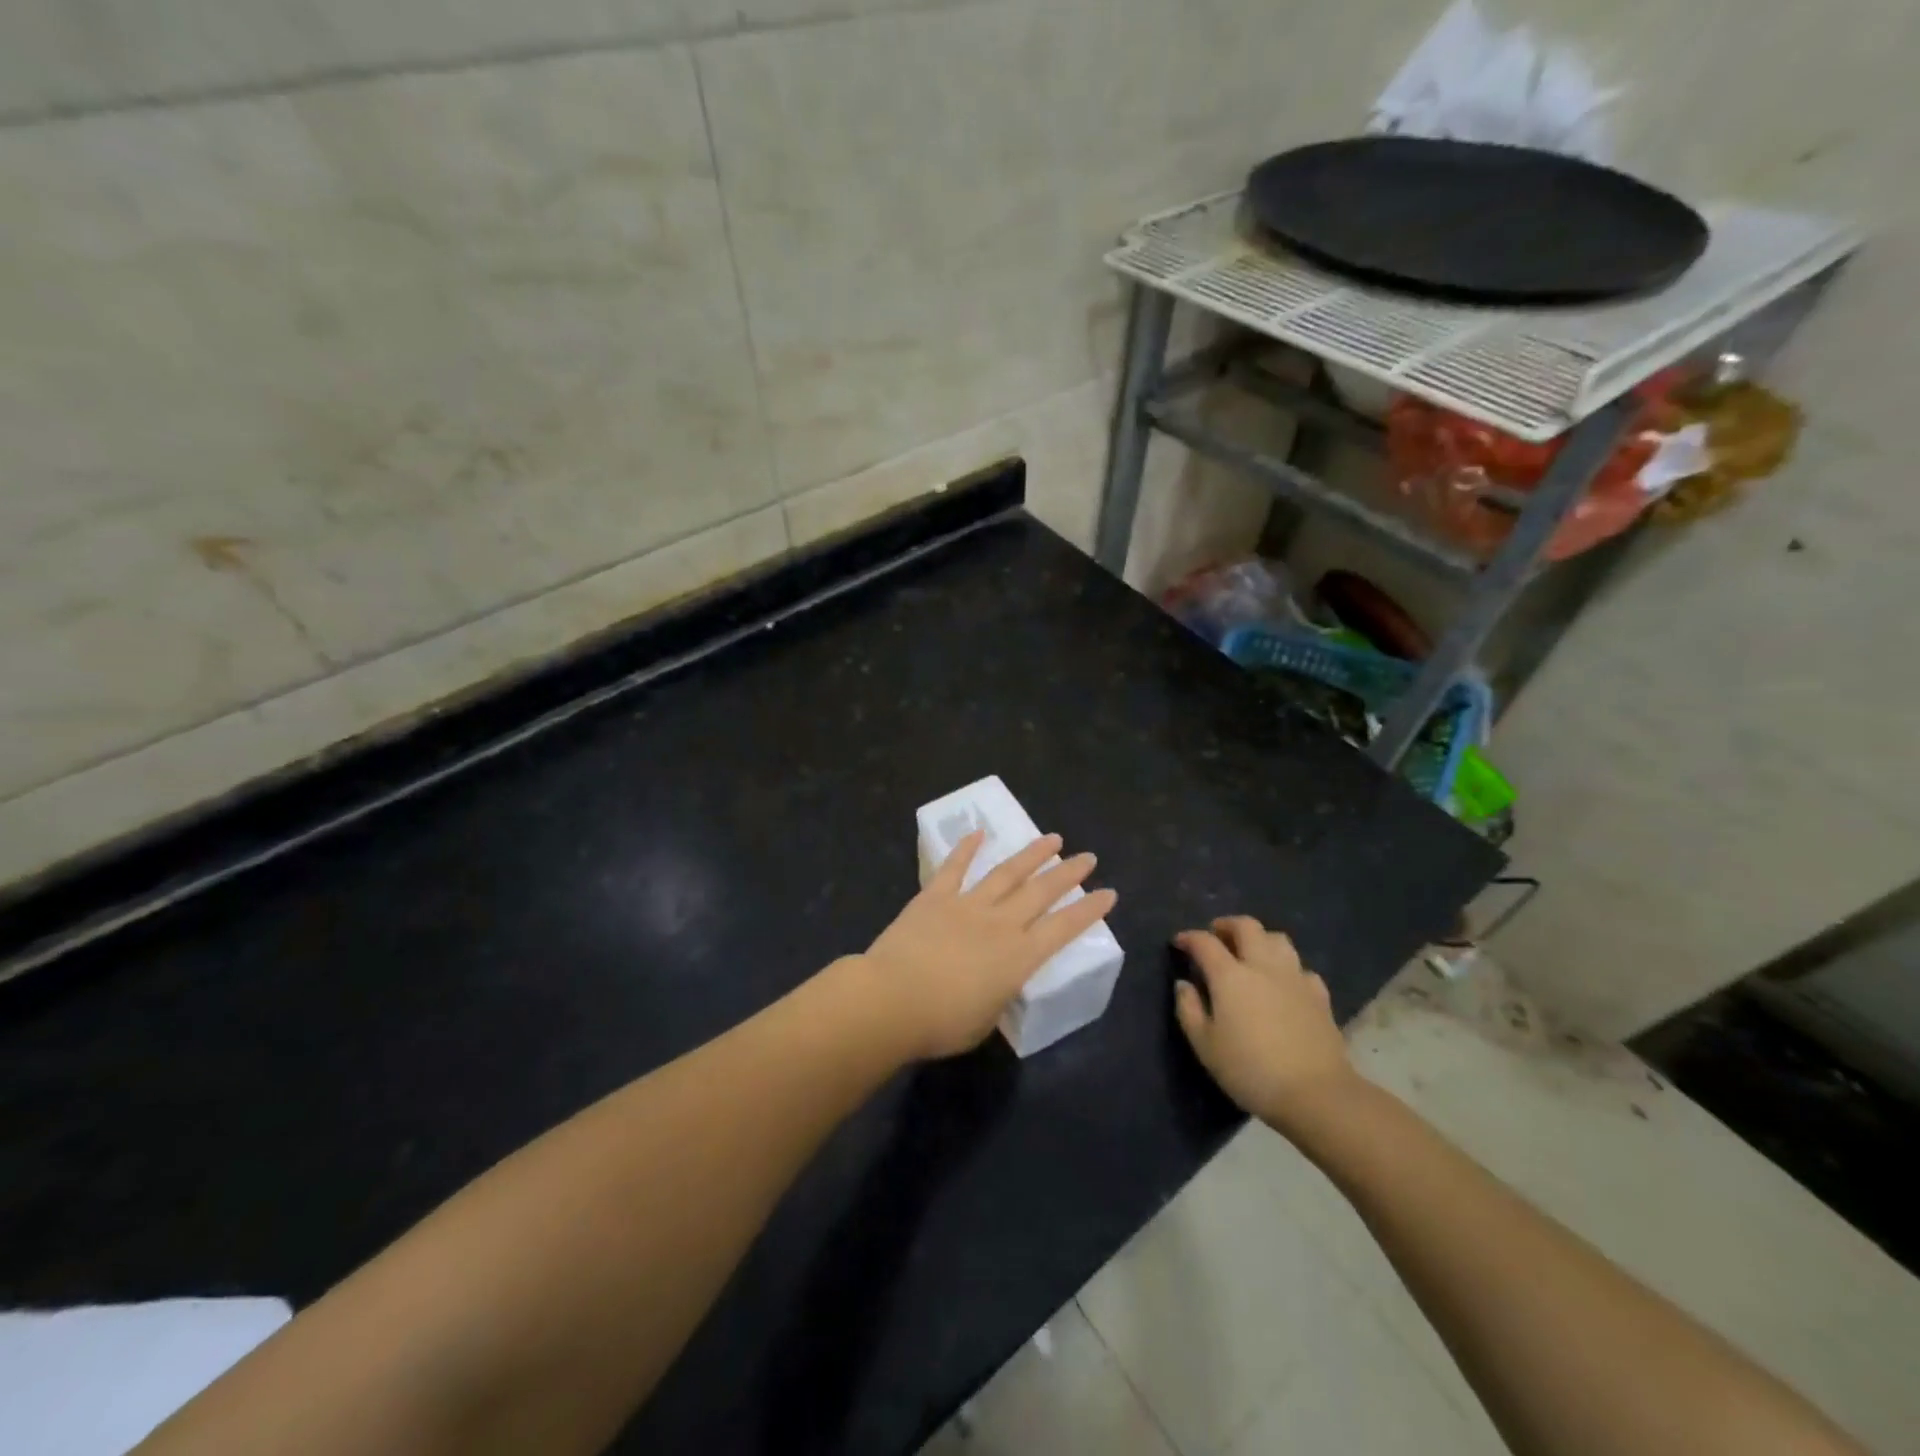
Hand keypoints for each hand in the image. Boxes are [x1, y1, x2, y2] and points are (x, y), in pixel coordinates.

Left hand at [859, 831, 1117, 1059]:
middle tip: (1088, 857)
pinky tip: (979, 833)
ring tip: (1052, 839)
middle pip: (1041, 892)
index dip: (1088, 911)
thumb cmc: (941, 1023)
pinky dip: (966, 848)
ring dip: (1031, 854)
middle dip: (1068, 874)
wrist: (892, 999)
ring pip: (1006, 873)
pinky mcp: (934, 897)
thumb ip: (998, 995)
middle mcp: (1000, 924)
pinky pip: (954, 867)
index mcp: (1018, 958)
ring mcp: (967, 905)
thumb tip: (996, 983)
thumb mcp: (986, 1020)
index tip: (1109, 893)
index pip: (1063, 928)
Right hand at [1173, 916, 1356, 1132]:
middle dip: (1227, 925)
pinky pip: (1301, 968)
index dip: (1189, 938)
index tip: (1179, 943)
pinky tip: (1284, 983)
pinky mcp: (1319, 996)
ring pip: (1278, 939)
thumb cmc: (1250, 1070)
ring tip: (1250, 954)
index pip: (1205, 942)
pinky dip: (1288, 968)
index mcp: (1230, 976)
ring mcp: (1295, 978)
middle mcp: (1263, 966)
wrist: (1316, 1094)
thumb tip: (1183, 984)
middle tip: (1216, 936)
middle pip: (1246, 926)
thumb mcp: (1205, 1046)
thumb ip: (1189, 1009)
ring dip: (1259, 939)